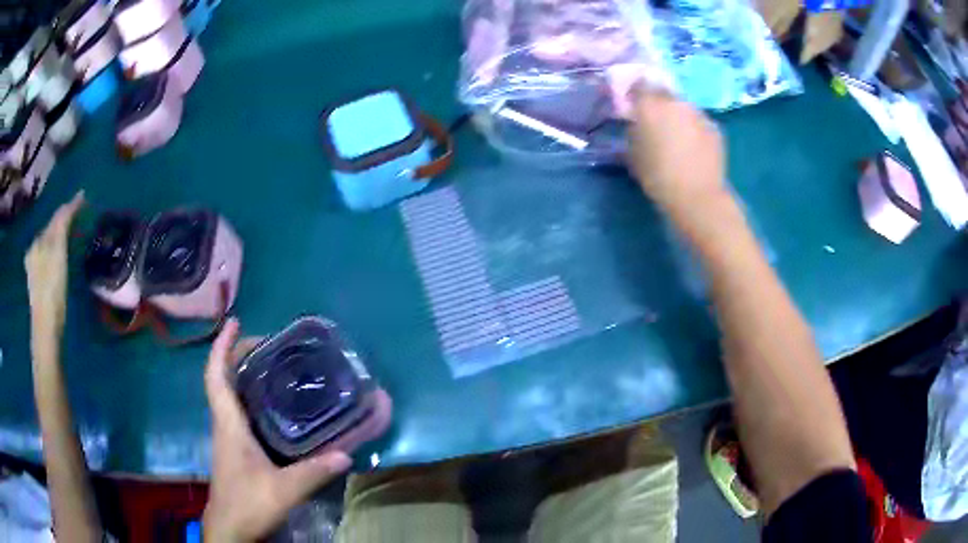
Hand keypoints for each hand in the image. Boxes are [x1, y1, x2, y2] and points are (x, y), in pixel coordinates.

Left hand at [25, 191, 85, 344]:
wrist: (45, 328)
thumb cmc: (52, 289)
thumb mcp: (58, 252)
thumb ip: (63, 224)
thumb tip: (73, 200)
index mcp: (39, 240)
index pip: (57, 216)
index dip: (71, 206)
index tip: (84, 197)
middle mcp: (34, 249)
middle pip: (51, 229)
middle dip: (63, 220)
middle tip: (78, 215)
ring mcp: (34, 267)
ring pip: (48, 243)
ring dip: (58, 236)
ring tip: (69, 234)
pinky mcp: (37, 284)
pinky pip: (46, 257)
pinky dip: (54, 251)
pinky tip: (57, 257)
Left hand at [203, 319, 352, 542]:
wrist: (230, 529)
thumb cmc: (247, 504)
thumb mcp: (283, 490)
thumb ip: (312, 472)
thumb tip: (346, 454)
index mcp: (229, 425)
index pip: (216, 377)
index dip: (221, 347)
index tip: (233, 322)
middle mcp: (224, 425)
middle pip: (222, 379)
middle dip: (236, 355)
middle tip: (265, 343)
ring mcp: (228, 438)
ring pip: (228, 395)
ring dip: (242, 374)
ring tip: (270, 365)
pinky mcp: (235, 450)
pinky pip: (237, 412)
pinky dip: (248, 397)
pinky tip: (271, 405)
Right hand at [627, 92, 727, 219]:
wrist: (697, 196)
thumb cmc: (658, 177)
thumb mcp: (633, 155)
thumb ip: (633, 132)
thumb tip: (637, 124)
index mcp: (649, 106)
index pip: (639, 85)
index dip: (636, 93)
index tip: (634, 104)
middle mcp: (674, 102)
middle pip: (663, 93)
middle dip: (659, 103)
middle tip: (656, 122)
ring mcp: (698, 113)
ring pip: (683, 108)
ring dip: (678, 117)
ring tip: (678, 138)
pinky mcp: (714, 128)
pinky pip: (699, 123)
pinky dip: (695, 130)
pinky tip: (694, 149)